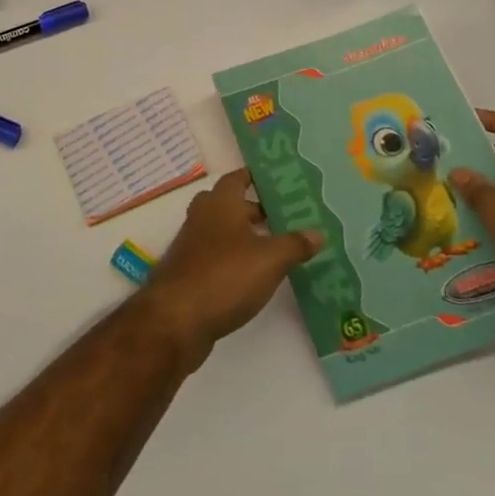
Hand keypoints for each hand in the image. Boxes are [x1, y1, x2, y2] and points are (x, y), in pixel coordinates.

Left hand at [139, 169, 323, 372]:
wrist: (177, 318)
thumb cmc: (225, 276)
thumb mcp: (269, 259)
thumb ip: (294, 244)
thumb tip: (318, 232)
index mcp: (220, 203)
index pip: (236, 178)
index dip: (254, 177)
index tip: (276, 180)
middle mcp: (202, 217)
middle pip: (228, 204)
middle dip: (253, 209)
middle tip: (283, 218)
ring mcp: (192, 245)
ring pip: (221, 230)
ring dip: (244, 235)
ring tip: (275, 247)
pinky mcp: (189, 271)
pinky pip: (215, 255)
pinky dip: (233, 258)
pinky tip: (253, 275)